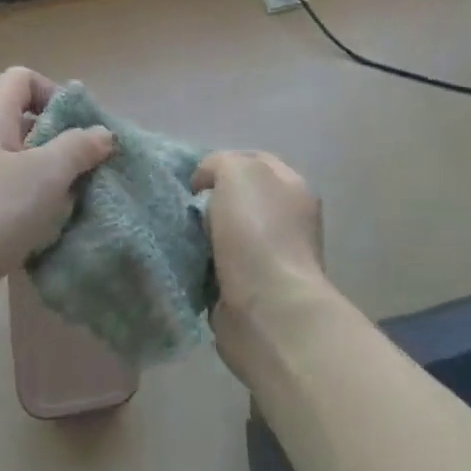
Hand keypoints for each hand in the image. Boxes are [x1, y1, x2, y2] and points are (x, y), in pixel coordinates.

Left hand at [0, 67, 113, 378]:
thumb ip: (77, 149)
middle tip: (91, 176)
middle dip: (64, 149)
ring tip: (77, 211)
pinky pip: (9, 207)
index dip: (56, 96)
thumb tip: (102, 133)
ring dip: (52, 189)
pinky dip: (32, 218)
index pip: (23, 80)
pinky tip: (51, 240)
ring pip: (22, 172)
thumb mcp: (42, 175)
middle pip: (27, 127)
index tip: (83, 132)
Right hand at [193, 150, 325, 370]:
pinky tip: (184, 264)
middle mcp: (287, 220)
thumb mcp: (237, 172)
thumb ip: (219, 163)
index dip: (222, 163)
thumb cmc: (257, 233)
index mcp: (293, 188)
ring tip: (178, 236)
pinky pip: (217, 268)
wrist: (268, 309)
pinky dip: (201, 267)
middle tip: (183, 208)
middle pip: (238, 199)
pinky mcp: (251, 290)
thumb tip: (205, 184)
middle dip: (208, 201)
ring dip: (202, 236)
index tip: (193, 179)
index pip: (254, 161)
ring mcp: (272, 258)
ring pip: (225, 234)